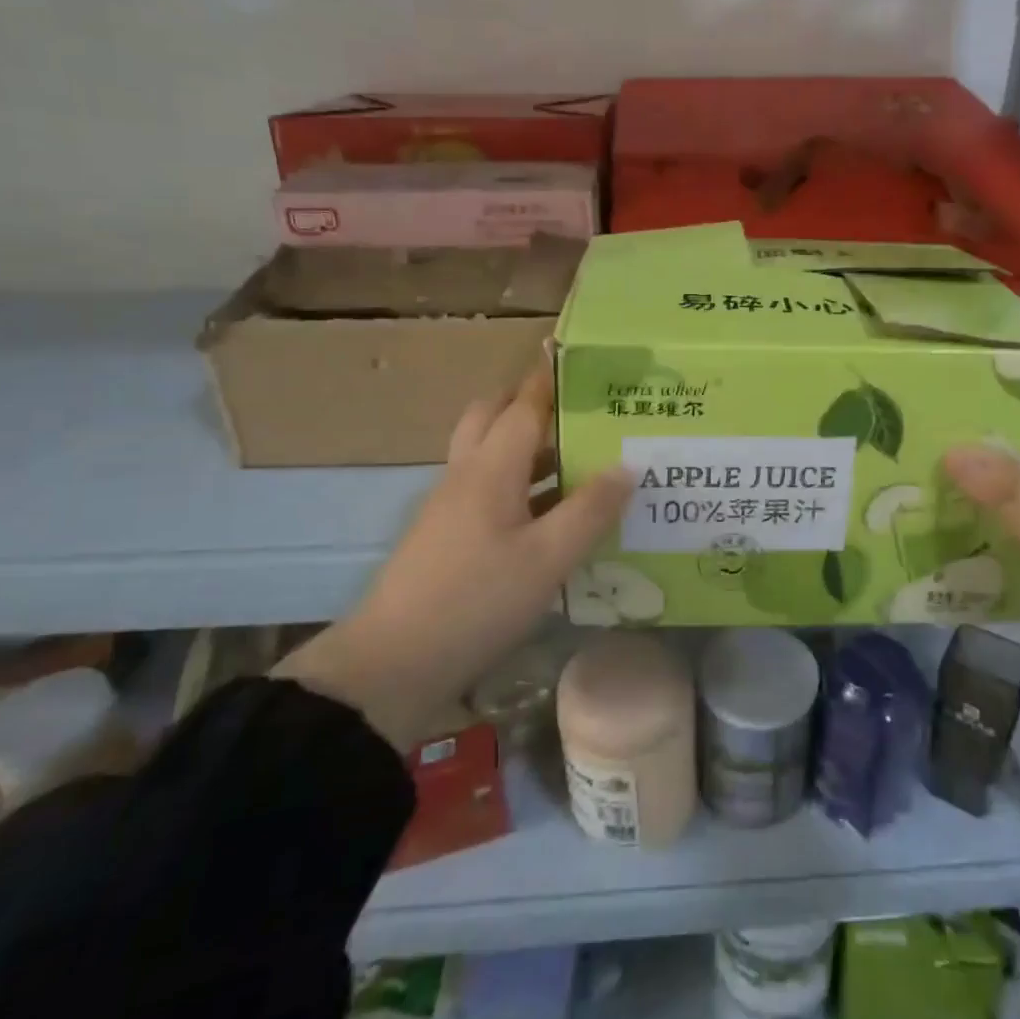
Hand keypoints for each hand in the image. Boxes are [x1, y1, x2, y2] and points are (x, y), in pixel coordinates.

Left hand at [277, 361, 632, 751]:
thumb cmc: (475, 601)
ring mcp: (451, 505)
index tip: (575, 354)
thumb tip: (627, 465)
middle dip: (531, 402)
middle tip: (580, 408)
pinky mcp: (447, 535)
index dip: (549, 378)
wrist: (392, 664)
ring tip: (579, 454)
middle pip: (493, 417)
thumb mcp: (547, 559)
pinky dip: (520, 481)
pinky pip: (489, 487)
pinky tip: (551, 509)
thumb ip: (590, 510)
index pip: (523, 406)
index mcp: (490, 468)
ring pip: (490, 454)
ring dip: (529, 444)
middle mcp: (467, 475)